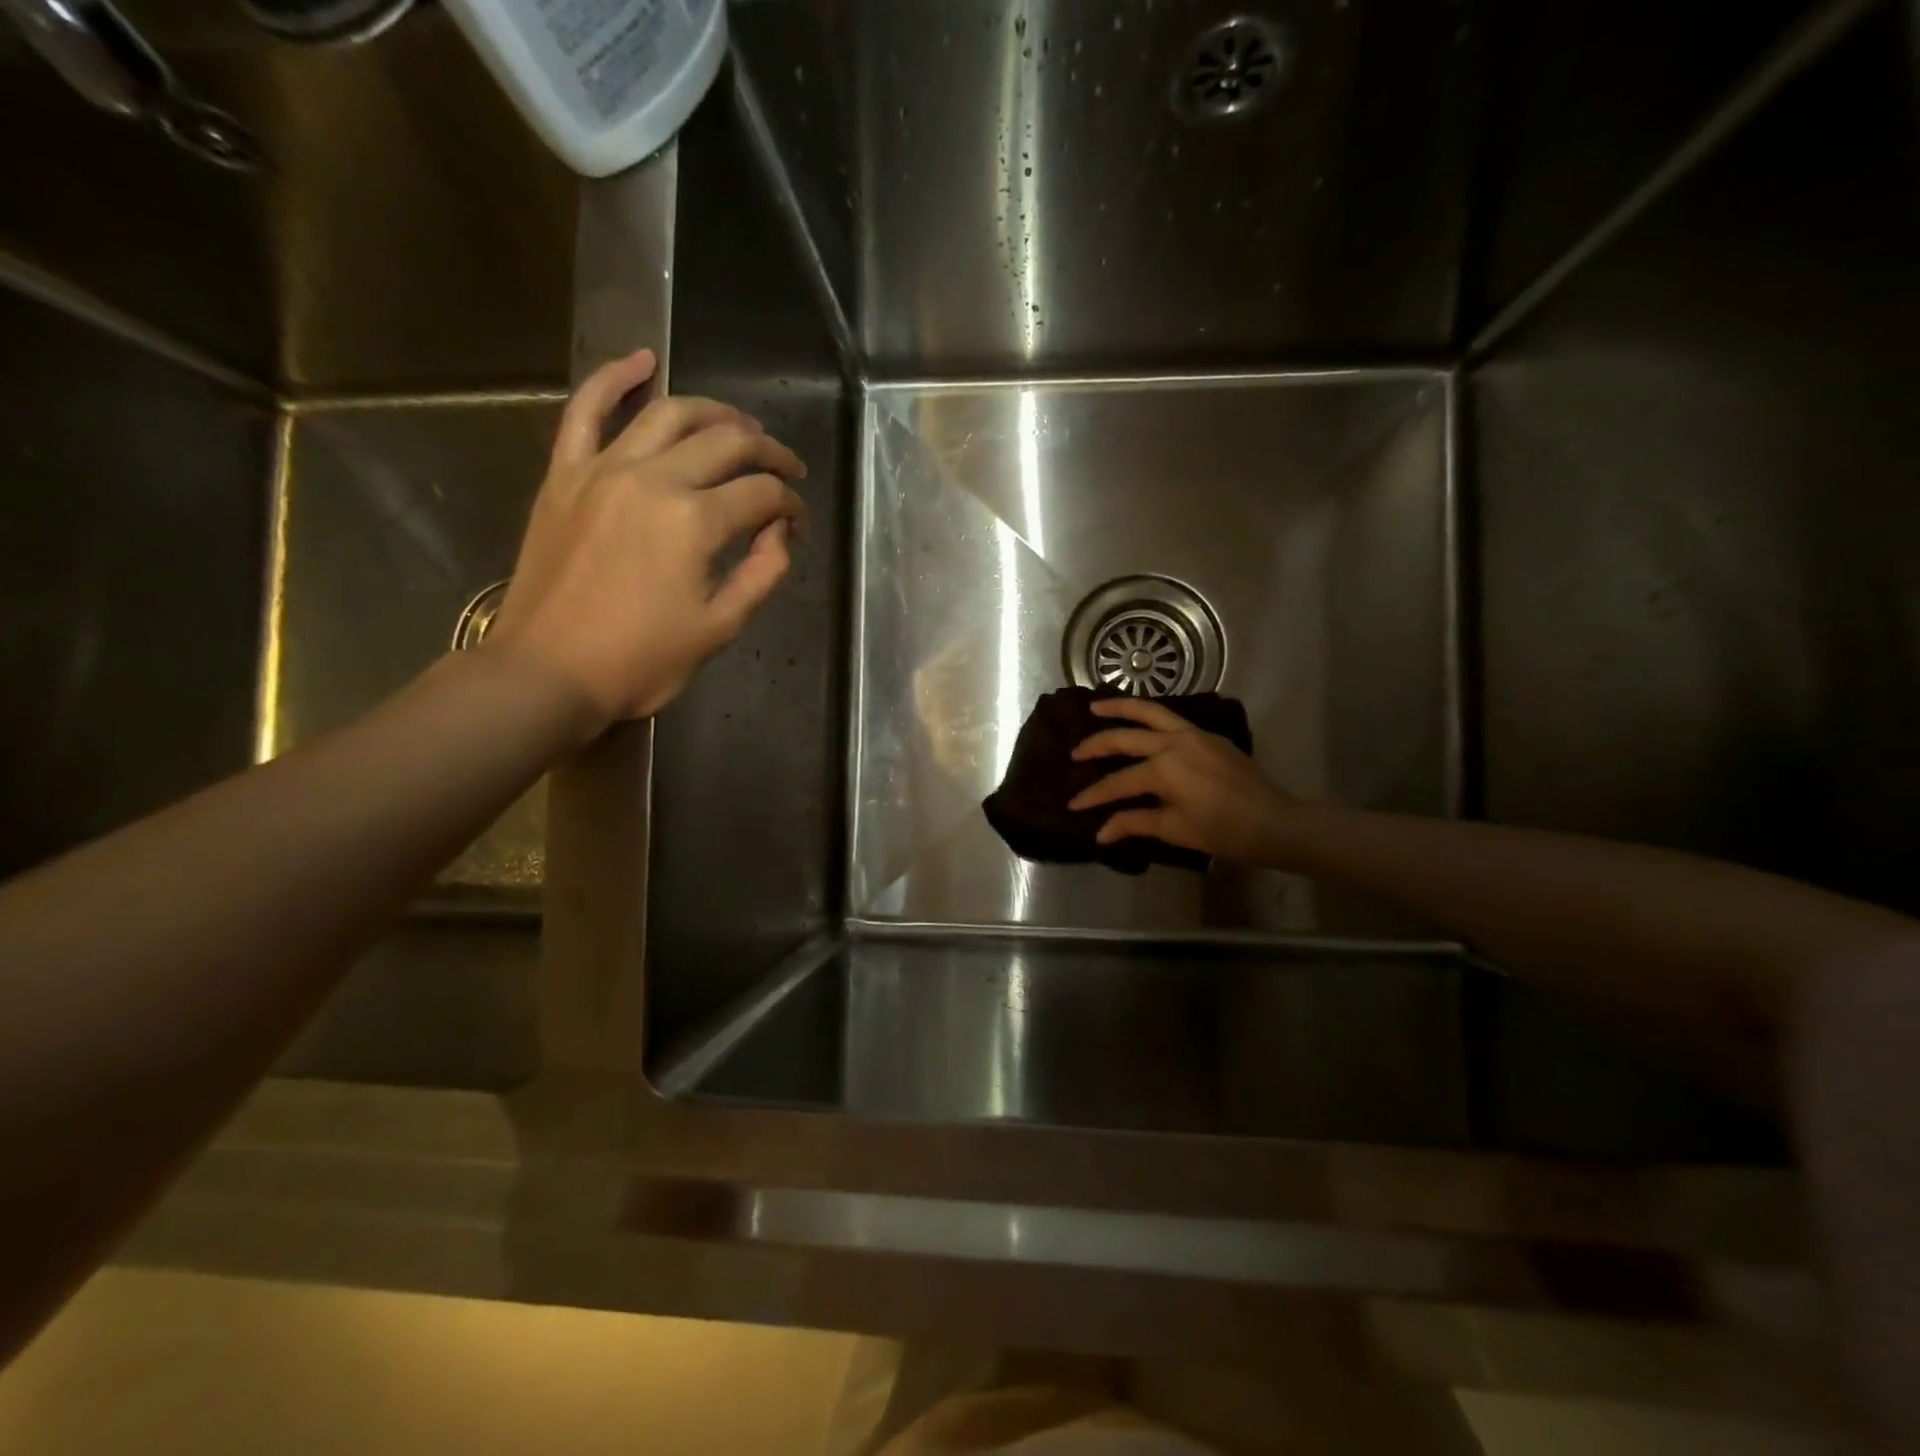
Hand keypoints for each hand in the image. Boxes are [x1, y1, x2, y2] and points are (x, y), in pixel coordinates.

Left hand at [486, 349, 806, 728]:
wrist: (548, 672)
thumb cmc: (641, 661)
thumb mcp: (719, 628)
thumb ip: (762, 573)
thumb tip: (780, 532)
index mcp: (695, 522)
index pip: (761, 493)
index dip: (790, 503)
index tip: (797, 521)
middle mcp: (653, 479)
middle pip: (725, 442)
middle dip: (766, 451)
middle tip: (784, 467)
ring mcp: (603, 469)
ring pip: (668, 413)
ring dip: (714, 411)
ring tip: (739, 424)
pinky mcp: (565, 473)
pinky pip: (585, 409)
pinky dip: (614, 378)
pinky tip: (643, 360)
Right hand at [1068, 697, 1301, 864]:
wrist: (1275, 822)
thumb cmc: (1224, 831)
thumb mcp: (1175, 829)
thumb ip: (1134, 823)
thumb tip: (1100, 832)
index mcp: (1164, 768)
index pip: (1118, 781)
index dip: (1093, 795)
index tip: (1072, 805)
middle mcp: (1174, 743)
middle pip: (1125, 737)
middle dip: (1096, 745)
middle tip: (1075, 753)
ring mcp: (1194, 734)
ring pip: (1150, 712)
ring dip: (1121, 708)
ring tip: (1097, 706)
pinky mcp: (1209, 736)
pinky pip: (1170, 718)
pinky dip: (1148, 715)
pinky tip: (1140, 721)